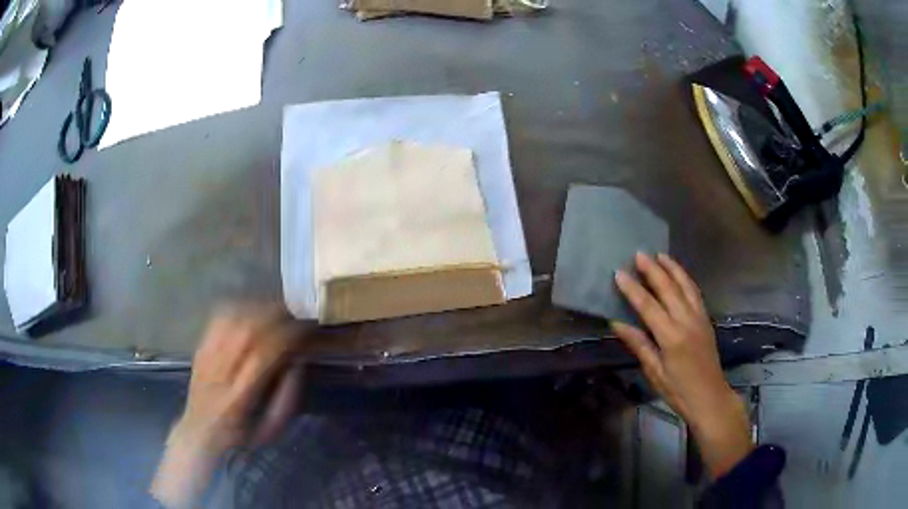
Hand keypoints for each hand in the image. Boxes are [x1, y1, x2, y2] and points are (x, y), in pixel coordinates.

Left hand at [151, 305, 308, 507]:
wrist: (200, 433)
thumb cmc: (241, 436)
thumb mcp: (272, 430)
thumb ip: (287, 397)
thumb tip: (299, 360)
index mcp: (238, 398)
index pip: (263, 355)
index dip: (287, 336)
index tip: (308, 329)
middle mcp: (218, 372)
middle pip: (246, 331)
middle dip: (275, 316)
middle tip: (297, 313)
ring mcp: (206, 357)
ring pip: (232, 319)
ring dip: (259, 308)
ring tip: (278, 309)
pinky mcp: (200, 347)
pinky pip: (218, 318)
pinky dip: (239, 307)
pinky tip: (252, 309)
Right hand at [611, 253, 751, 478]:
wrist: (710, 397)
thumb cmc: (678, 390)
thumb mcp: (654, 372)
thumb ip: (639, 344)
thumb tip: (617, 323)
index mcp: (671, 337)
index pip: (648, 306)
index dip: (633, 289)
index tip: (619, 273)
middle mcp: (687, 321)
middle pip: (668, 289)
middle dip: (653, 270)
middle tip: (638, 253)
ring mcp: (699, 317)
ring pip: (685, 285)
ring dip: (672, 268)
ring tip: (659, 254)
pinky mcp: (706, 319)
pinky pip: (695, 292)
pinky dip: (686, 278)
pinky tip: (679, 273)